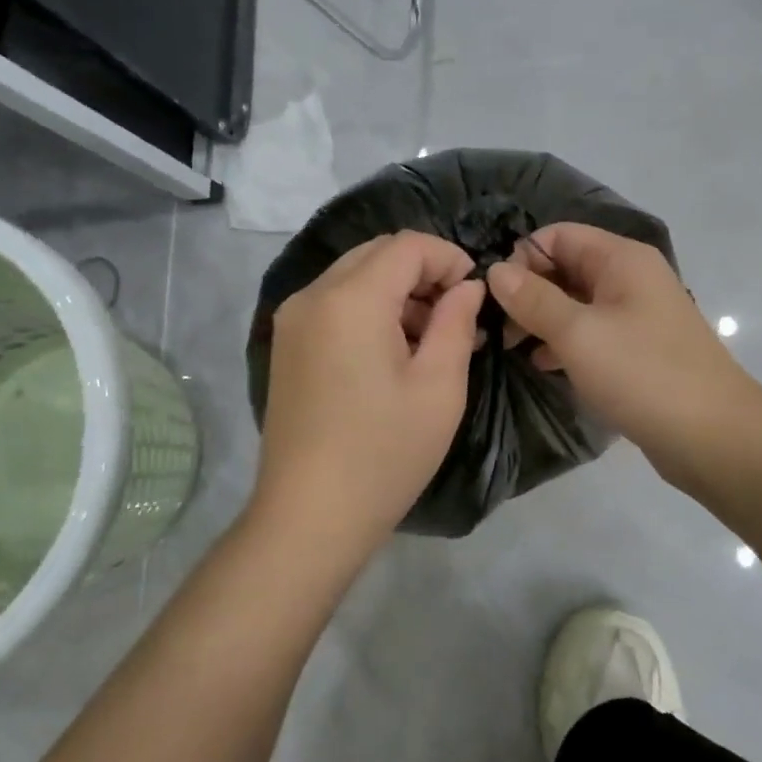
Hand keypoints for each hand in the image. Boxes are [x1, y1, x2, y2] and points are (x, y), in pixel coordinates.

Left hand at [253, 231, 484, 550]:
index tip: (475, 293)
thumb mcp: (439, 387)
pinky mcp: (287, 345)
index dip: (448, 257)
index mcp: (350, 299)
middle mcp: (313, 295)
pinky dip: (370, 310)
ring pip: (354, 277)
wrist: (309, 516)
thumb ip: (457, 322)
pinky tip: (394, 352)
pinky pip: (335, 304)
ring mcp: (292, 321)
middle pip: (377, 254)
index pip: (407, 245)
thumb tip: (466, 287)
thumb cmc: (384, 453)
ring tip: (433, 339)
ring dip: (396, 291)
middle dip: (423, 272)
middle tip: (457, 316)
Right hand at [486, 224, 761, 483]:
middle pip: (566, 267)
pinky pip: (591, 333)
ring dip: (542, 320)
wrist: (714, 437)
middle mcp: (631, 278)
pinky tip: (542, 366)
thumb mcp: (579, 334)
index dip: (522, 258)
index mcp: (622, 259)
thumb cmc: (644, 375)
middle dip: (529, 292)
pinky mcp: (638, 349)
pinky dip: (564, 343)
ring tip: (511, 349)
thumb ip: (534, 299)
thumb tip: (496, 270)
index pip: (558, 236)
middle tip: (498, 329)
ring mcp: (637, 315)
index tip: (495, 297)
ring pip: (576, 303)